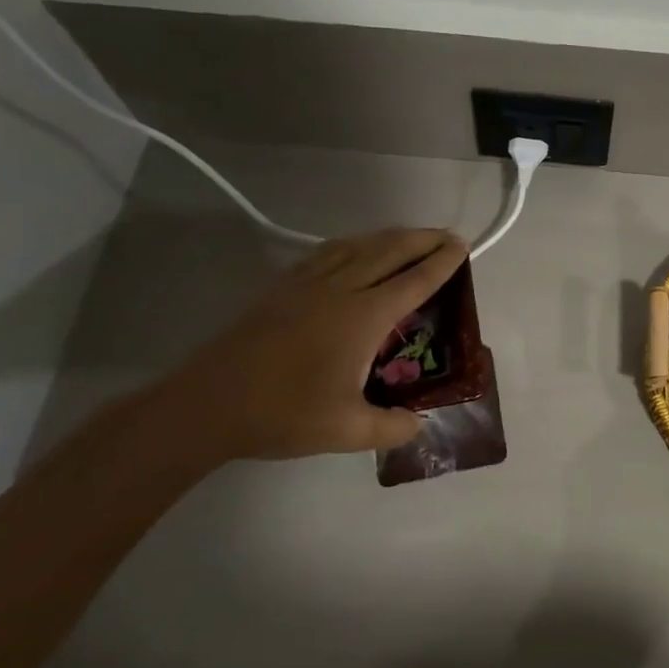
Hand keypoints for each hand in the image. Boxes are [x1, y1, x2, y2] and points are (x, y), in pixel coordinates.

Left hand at [150, 228, 468, 463]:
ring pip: (358, 245)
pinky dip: (354, 243)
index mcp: (362, 317)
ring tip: (409, 237)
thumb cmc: (282, 415)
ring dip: (390, 237)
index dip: (442, 262)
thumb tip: (419, 423)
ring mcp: (307, 284)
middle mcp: (340, 289)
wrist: (206, 404)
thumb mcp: (346, 431)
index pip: (414, 281)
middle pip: (390, 251)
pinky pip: (328, 252)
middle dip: (423, 239)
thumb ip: (391, 427)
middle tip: (448, 236)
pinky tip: (354, 250)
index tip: (462, 246)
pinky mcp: (282, 287)